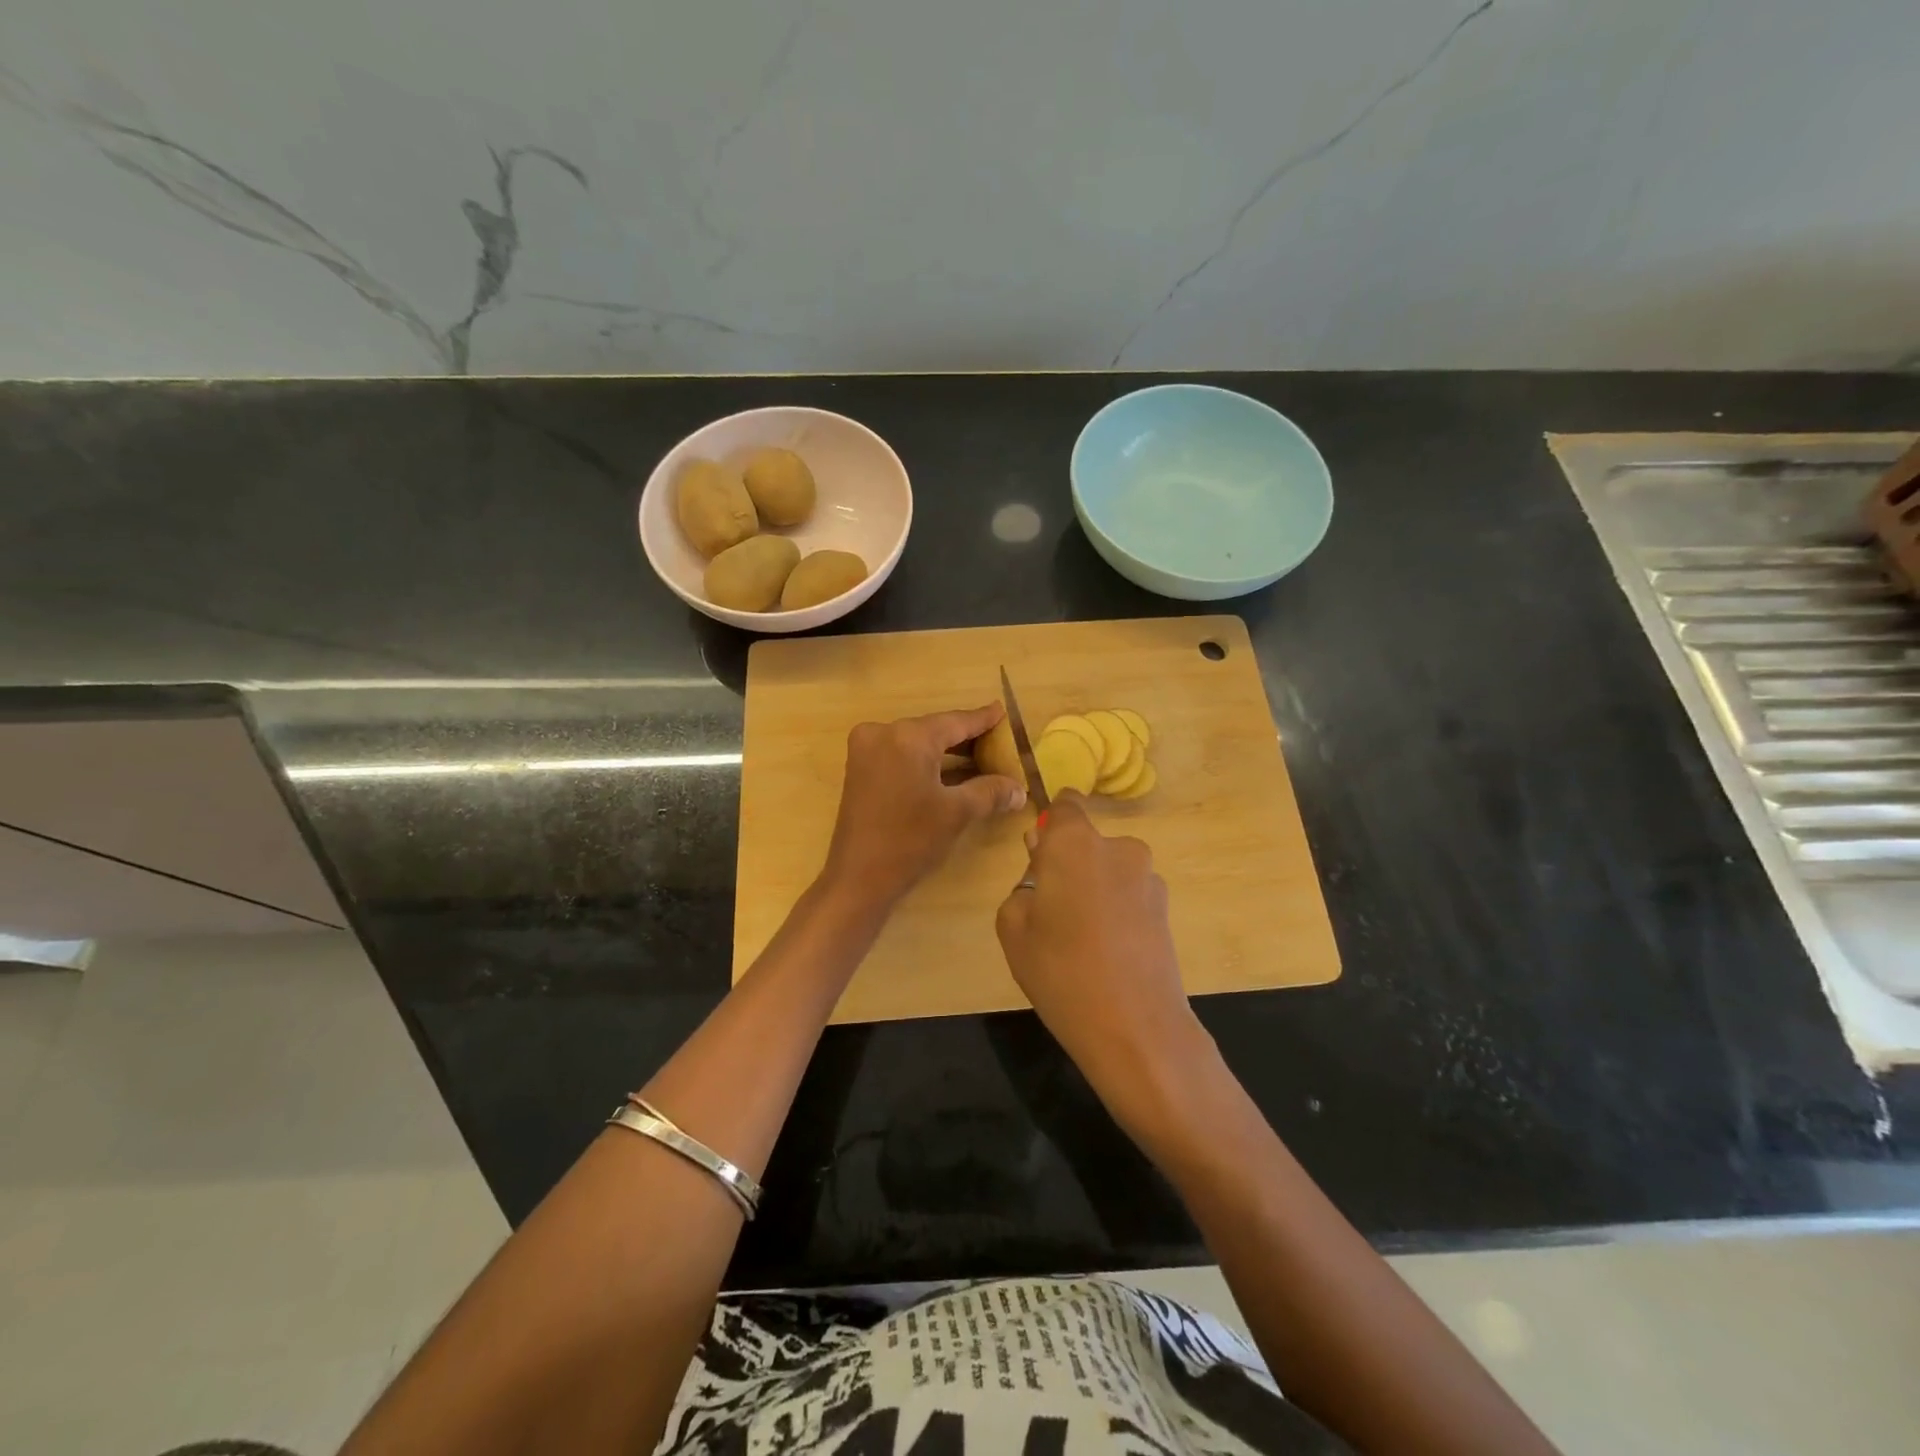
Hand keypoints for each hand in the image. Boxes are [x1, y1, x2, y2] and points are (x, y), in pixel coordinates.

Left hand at [822, 705, 1026, 910]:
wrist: (858, 877)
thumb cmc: (910, 841)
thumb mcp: (957, 813)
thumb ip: (991, 792)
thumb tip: (1020, 789)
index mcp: (908, 737)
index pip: (955, 722)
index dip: (982, 719)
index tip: (1002, 711)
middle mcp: (883, 732)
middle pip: (935, 729)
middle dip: (966, 738)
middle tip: (997, 740)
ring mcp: (866, 749)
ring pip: (917, 742)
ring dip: (946, 751)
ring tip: (980, 756)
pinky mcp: (860, 767)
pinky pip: (901, 754)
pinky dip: (925, 761)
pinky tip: (950, 771)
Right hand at [995, 793, 1211, 1123]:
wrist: (1135, 1027)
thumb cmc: (1060, 971)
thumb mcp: (1014, 929)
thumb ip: (1022, 887)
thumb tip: (1040, 872)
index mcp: (1074, 842)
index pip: (1065, 805)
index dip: (1050, 824)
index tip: (1039, 856)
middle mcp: (1117, 847)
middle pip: (1086, 842)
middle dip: (1068, 864)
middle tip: (1051, 910)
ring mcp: (1147, 878)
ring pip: (1109, 870)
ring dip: (1094, 888)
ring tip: (1081, 939)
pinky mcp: (1166, 908)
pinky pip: (1129, 894)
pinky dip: (1116, 910)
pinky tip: (1107, 951)